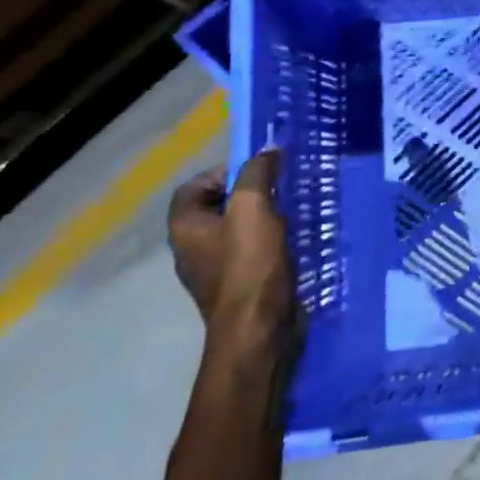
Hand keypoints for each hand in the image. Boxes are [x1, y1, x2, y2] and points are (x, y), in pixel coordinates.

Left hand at [168, 149, 293, 341]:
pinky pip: (251, 251)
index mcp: (184, 227)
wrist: (258, 329)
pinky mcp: (238, 285)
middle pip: (218, 206)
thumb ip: (257, 173)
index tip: (258, 172)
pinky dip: (270, 241)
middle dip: (250, 193)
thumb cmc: (249, 264)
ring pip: (238, 229)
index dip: (224, 172)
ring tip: (292, 210)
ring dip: (263, 217)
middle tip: (280, 187)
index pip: (194, 186)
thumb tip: (266, 151)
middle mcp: (192, 248)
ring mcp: (214, 270)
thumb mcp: (253, 207)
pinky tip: (294, 239)